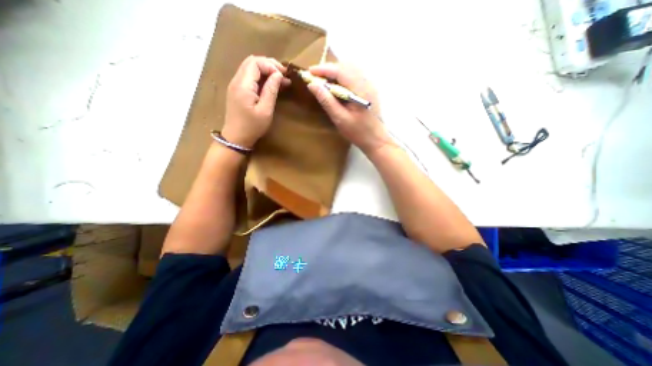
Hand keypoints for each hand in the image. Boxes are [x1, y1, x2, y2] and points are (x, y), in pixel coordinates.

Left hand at [221, 56, 289, 148]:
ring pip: (250, 68)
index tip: (284, 75)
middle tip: (283, 74)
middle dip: (269, 65)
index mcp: (243, 85)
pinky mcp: (237, 91)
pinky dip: (261, 77)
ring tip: (280, 79)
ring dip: (265, 70)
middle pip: (252, 62)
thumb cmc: (252, 127)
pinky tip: (270, 84)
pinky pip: (249, 77)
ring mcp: (235, 85)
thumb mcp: (265, 110)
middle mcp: (237, 81)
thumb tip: (278, 75)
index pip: (256, 63)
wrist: (236, 138)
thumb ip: (271, 90)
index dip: (271, 66)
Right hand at [305, 63, 390, 154]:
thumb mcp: (340, 119)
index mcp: (360, 89)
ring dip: (335, 73)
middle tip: (315, 78)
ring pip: (350, 70)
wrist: (376, 140)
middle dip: (329, 70)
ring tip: (323, 82)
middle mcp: (366, 82)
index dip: (323, 69)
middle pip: (345, 67)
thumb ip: (327, 101)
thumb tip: (312, 85)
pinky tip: (336, 88)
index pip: (340, 70)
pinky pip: (354, 77)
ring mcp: (369, 85)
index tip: (309, 72)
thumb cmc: (358, 132)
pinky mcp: (369, 90)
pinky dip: (342, 79)